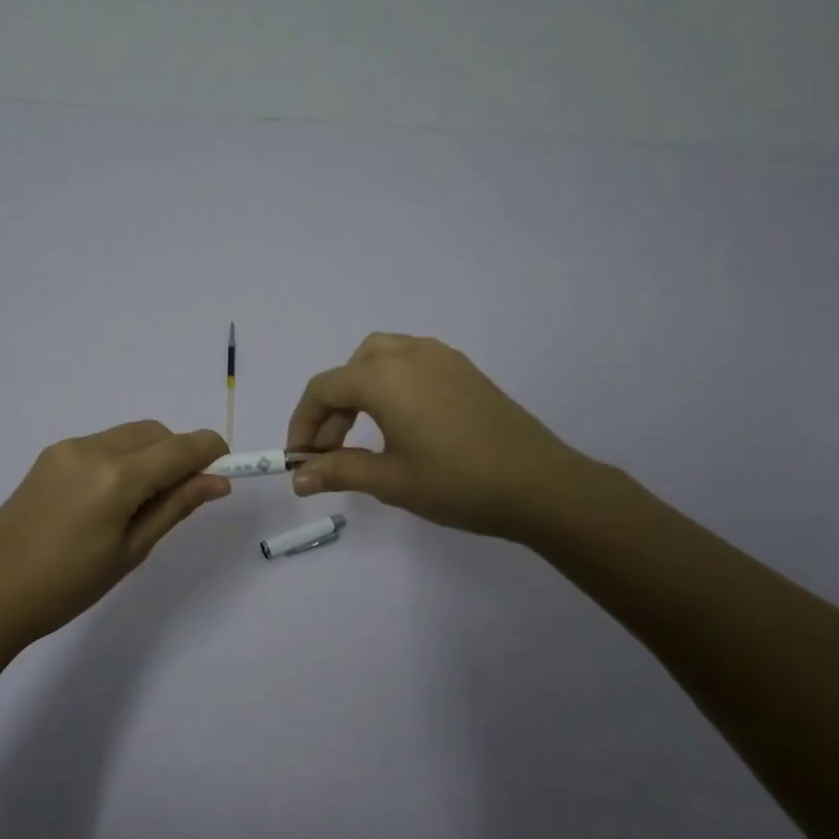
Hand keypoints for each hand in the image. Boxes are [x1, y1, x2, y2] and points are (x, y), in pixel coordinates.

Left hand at [0, 421, 229, 651]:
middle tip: (184, 496)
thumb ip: (176, 507)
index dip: (211, 451)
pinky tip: (112, 498)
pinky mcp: (50, 456)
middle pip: (156, 433)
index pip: (180, 447)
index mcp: (116, 477)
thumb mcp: (131, 551)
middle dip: (179, 453)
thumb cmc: (67, 585)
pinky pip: (103, 444)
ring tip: (144, 503)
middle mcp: (93, 448)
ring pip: (129, 435)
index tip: (228, 467)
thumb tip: (218, 482)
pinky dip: (123, 458)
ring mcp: (67, 449)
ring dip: (151, 455)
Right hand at [286, 333, 597, 542]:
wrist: (540, 484)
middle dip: (331, 410)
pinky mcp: (464, 369)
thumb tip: (298, 478)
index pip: (323, 389)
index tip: (299, 460)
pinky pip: (410, 363)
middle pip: (350, 370)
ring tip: (362, 434)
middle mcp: (408, 354)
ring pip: (380, 359)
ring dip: (359, 391)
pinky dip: (390, 385)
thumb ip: (338, 471)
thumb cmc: (457, 483)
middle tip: (330, 453)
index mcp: (383, 377)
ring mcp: (440, 357)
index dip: (302, 424)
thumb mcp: (390, 480)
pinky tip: (401, 422)